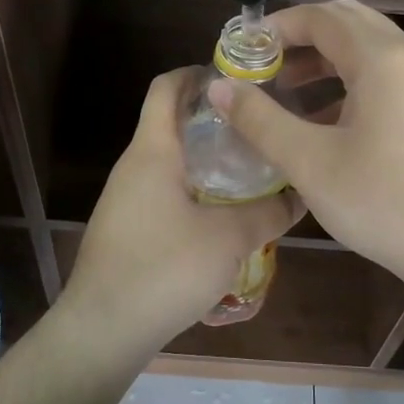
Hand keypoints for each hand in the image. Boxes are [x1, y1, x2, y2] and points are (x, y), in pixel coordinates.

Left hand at [64, 68, 303, 358]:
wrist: (103, 330)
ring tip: (252, 173)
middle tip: (259, 129)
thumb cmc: (164, 268)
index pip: (167, 87)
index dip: (198, 73)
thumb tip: (300, 195)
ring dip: (207, 162)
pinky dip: (195, 193)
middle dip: (215, 122)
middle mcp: (134, 166)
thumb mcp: (229, 239)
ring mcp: (126, 199)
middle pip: (172, 124)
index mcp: (153, 151)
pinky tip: (225, 218)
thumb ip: (268, 212)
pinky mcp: (128, 228)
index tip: (237, 79)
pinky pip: (165, 194)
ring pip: (172, 163)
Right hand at [208, 0, 403, 294]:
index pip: (320, 16)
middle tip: (263, 64)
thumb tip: (219, 87)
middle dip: (300, 37)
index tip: (242, 52)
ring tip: (284, 90)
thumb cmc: (385, 202)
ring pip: (367, 49)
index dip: (276, 27)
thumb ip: (260, 120)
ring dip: (324, 59)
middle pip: (347, 22)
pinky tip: (323, 121)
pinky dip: (348, 81)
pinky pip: (384, 75)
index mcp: (381, 58)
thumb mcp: (311, 163)